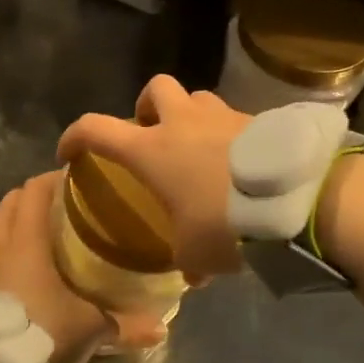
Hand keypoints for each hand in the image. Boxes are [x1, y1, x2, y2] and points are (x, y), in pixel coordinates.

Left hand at [0, 171, 163, 362]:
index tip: (80, 179)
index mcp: (28, 239)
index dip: (55, 177)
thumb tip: (161, 328)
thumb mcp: (90, 328)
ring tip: (51, 230)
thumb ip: (125, 324)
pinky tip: (35, 263)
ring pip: (1, 225)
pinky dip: (14, 247)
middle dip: (36, 195)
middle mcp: (4, 244)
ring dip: (21, 220)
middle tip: (66, 202)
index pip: (35, 189)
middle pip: (12, 201)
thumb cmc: (44, 331)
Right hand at [57, 75, 250, 282]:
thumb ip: (186, 259)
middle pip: (156, 88)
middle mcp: (183, 122)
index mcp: (152, 150)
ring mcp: (223, 115)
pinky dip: (229, 133)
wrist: (294, 199)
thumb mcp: (196, 253)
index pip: (97, 129)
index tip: (70, 151)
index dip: (75, 136)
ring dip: (191, 116)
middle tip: (153, 133)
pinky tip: (240, 163)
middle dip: (148, 106)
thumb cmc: (226, 223)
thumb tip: (193, 275)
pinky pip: (234, 118)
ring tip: (200, 148)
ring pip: (198, 98)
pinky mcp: (258, 119)